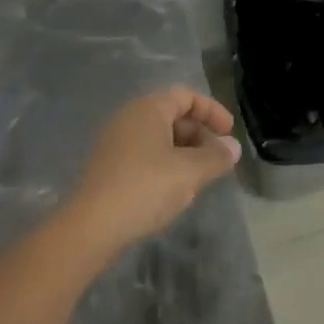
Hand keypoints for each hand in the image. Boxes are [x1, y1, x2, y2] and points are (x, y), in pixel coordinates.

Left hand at [60, 86, 241, 258]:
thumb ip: (215, 157)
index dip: (212, 111)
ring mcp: (115, 141)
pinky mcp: (107, 166)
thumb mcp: (189, 172)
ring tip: (199, 178)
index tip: (229, 132)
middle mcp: (129, 117)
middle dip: (199, 135)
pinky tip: (173, 191)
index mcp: (149, 108)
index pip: (186, 96)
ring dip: (184, 152)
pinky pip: (144, 154)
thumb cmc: (145, 187)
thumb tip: (233, 147)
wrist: (90, 227)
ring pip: (159, 137)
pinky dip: (165, 164)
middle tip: (217, 159)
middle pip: (173, 115)